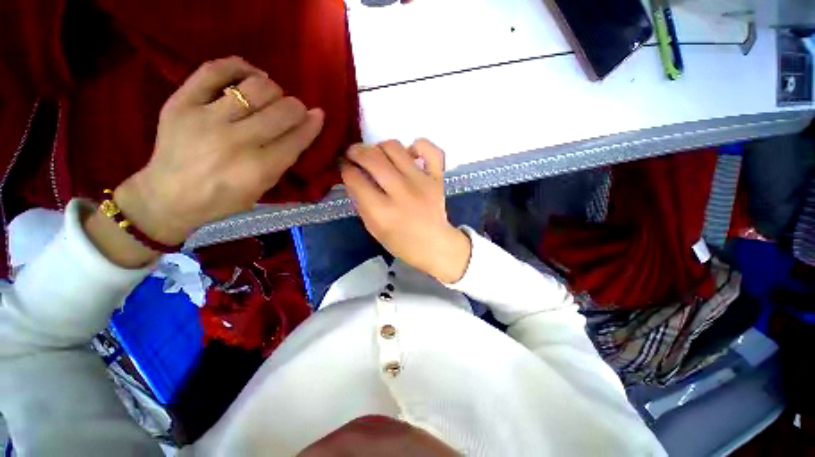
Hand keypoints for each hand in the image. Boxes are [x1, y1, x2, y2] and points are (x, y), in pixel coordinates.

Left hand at [87, 56, 323, 267]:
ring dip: (273, 89)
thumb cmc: (224, 199)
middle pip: (281, 111)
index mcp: (258, 169)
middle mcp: (236, 142)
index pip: (296, 138)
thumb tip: (305, 128)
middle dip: (296, 107)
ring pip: (255, 87)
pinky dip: (239, 67)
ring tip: (271, 96)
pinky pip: (215, 70)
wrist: (168, 195)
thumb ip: (284, 159)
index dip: (312, 124)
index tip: (318, 115)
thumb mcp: (263, 188)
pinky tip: (250, 74)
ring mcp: (206, 119)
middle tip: (293, 110)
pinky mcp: (181, 102)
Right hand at [341, 139, 470, 282]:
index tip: (344, 166)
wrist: (435, 245)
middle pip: (372, 158)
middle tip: (353, 154)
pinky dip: (417, 145)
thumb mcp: (373, 228)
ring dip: (379, 147)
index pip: (355, 179)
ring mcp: (422, 183)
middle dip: (356, 151)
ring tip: (378, 155)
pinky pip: (430, 150)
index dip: (345, 169)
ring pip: (394, 147)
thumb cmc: (401, 242)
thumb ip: (361, 202)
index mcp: (382, 212)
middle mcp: (401, 193)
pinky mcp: (437, 178)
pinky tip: (409, 153)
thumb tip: (353, 176)